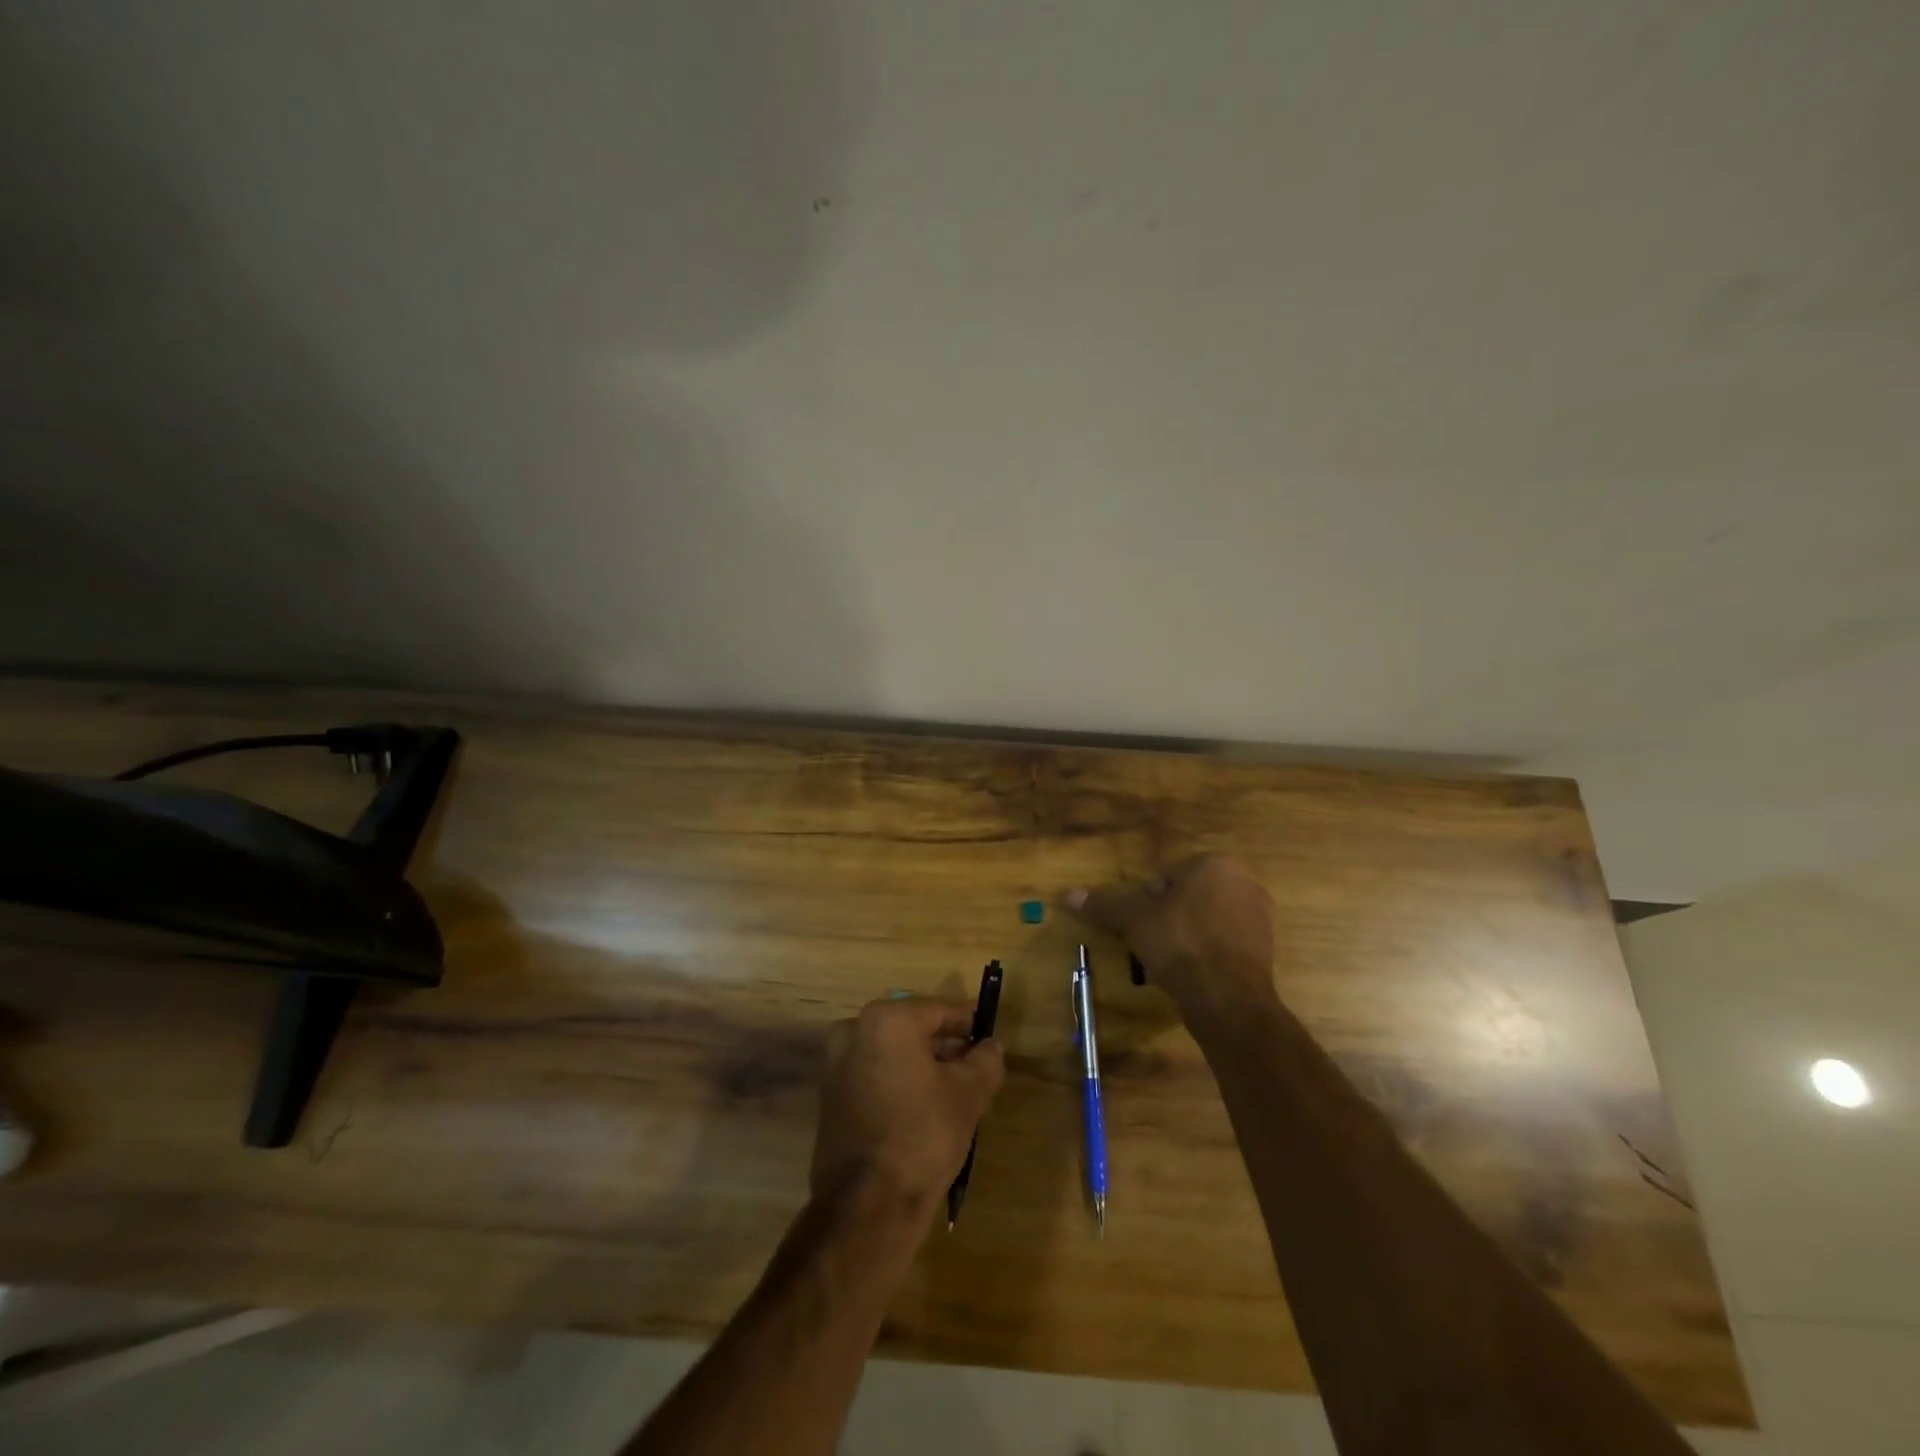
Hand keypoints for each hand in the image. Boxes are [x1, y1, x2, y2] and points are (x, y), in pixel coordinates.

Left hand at [812, 998, 1005, 1220]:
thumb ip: (985, 1060)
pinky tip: (925, 1107)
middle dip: (946, 1045)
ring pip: (893, 1052)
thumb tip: (991, 1046)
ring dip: (923, 1064)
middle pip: (913, 1029)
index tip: (990, 1035)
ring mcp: (836, 1063)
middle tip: (976, 1065)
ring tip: (956, 1089)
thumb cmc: (922, 1136)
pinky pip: (875, 1074)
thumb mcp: (968, 1095)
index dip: (969, 1023)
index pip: (940, 1010)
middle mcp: (854, 1030)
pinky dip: (900, 1081)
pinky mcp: (830, 1095)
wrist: (867, 1206)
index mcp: (887, 1019)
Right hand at [1068, 855, 1278, 1019]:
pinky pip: (1224, 944)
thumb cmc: (1179, 942)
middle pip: (1189, 897)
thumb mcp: (1134, 919)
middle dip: (1169, 917)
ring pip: (1207, 920)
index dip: (1148, 901)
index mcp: (1216, 865)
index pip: (1168, 876)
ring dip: (1187, 935)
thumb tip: (1067, 894)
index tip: (1142, 925)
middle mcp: (1245, 883)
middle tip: (1153, 943)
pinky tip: (1193, 973)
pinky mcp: (1265, 950)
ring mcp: (1260, 918)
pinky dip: (1207, 954)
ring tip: (1170, 961)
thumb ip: (1104, 904)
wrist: (1226, 997)